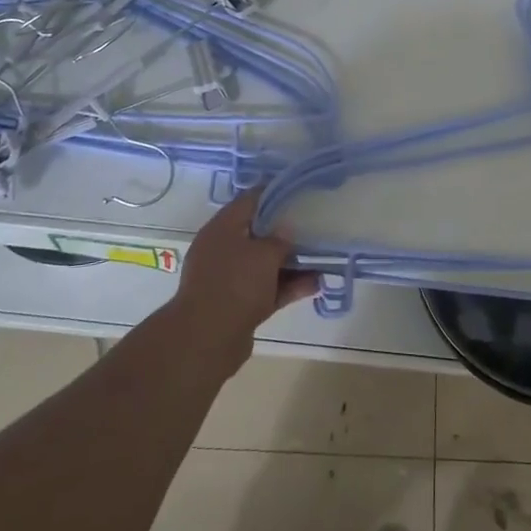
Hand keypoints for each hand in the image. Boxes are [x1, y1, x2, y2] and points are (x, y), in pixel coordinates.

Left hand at [166, 190, 318, 375]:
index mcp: (222, 228)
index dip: (274, 193)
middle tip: (314, 225)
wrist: (207, 339)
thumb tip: (285, 232)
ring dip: (292, 262)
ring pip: (265, 264)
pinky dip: (288, 286)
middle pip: (258, 233)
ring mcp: (230, 279)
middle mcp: (222, 250)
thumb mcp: (264, 253)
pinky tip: (315, 284)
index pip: (250, 200)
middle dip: (285, 231)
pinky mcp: (238, 305)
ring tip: (322, 258)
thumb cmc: (235, 282)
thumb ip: (280, 239)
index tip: (299, 192)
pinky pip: (268, 288)